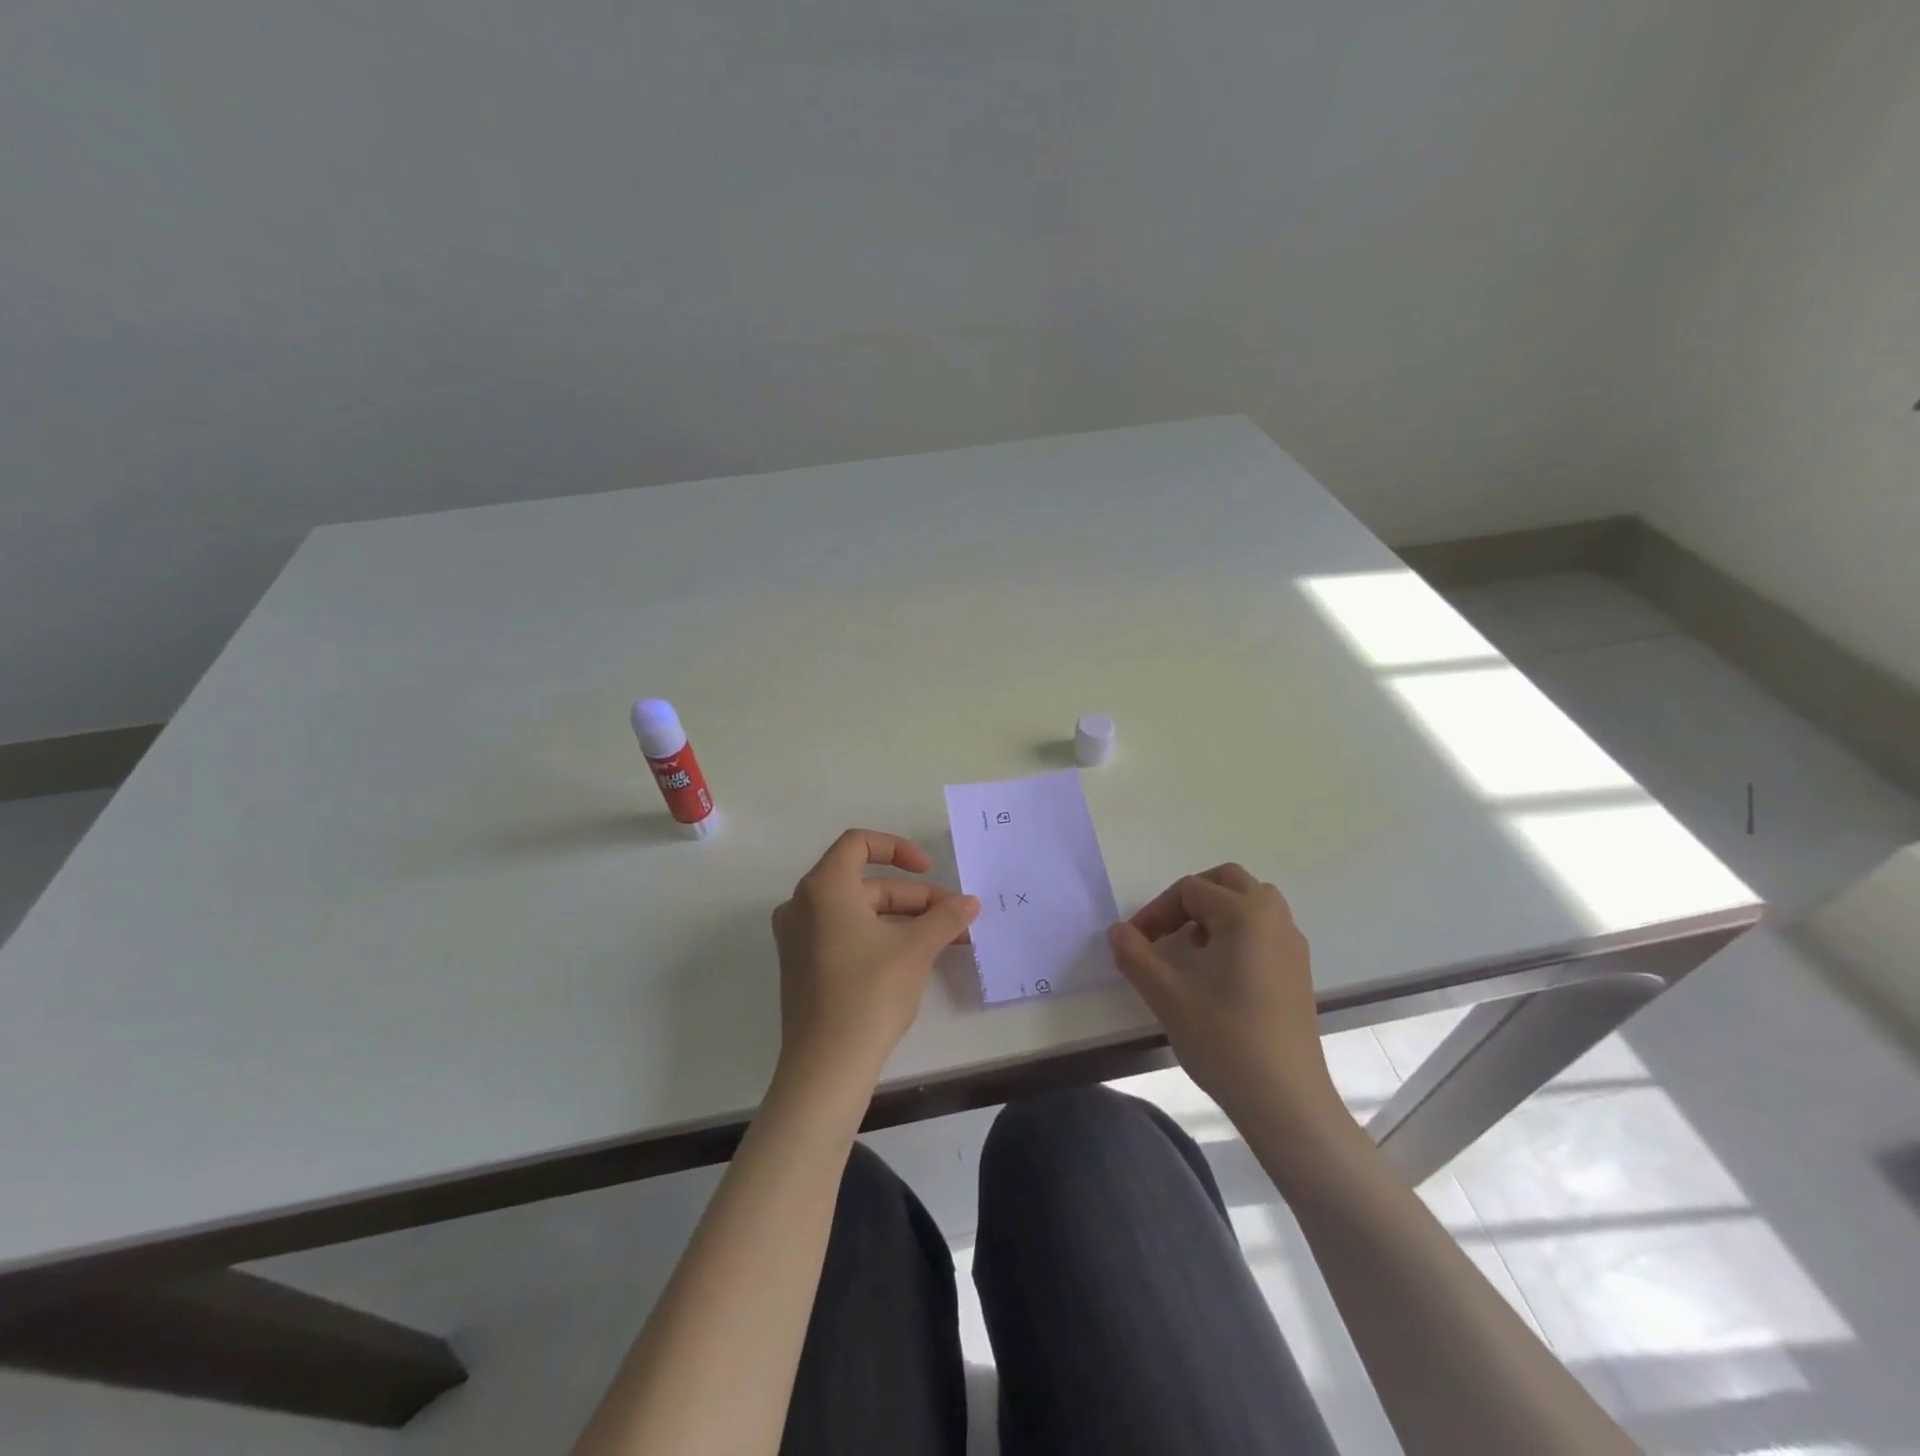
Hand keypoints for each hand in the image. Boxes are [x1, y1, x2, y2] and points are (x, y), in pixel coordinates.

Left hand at [771, 829, 979, 1087]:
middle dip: (915, 898)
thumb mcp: (916, 948)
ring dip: (904, 920)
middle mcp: (803, 905)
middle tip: (955, 920)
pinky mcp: (803, 967)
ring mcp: (798, 938)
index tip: (929, 870)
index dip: (898, 848)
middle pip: (866, 884)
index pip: (859, 843)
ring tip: (946, 941)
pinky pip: (845, 935)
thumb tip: (970, 903)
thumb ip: (945, 917)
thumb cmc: (869, 992)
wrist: (826, 1066)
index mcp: (823, 887)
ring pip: (859, 912)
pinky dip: (880, 937)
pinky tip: (914, 958)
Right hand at [1109, 864, 1341, 1127]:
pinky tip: (1219, 973)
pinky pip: (1265, 929)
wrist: (1286, 1101)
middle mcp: (1275, 918)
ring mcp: (1292, 945)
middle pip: (1228, 881)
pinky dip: (1237, 932)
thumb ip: (1135, 955)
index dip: (1155, 912)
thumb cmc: (1224, 1039)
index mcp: (1245, 914)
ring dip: (1216, 912)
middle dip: (1190, 897)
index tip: (1134, 943)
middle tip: (1165, 929)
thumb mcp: (1166, 994)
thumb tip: (1118, 932)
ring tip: (1191, 947)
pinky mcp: (1299, 971)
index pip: (1189, 890)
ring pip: (1251, 903)